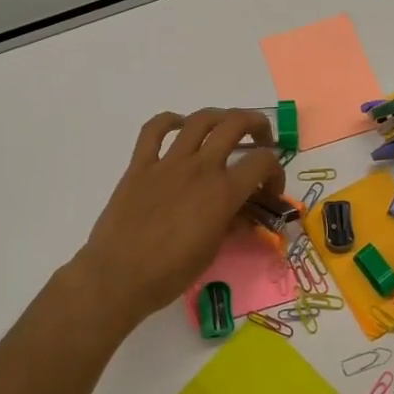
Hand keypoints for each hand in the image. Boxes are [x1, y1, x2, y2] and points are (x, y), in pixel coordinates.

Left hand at [70, 108, 284, 326]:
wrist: (118, 276)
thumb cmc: (169, 273)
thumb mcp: (213, 251)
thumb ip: (231, 224)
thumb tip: (242, 213)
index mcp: (222, 193)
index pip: (263, 162)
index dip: (275, 172)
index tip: (270, 190)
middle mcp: (199, 168)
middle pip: (235, 124)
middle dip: (257, 126)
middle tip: (261, 140)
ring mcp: (167, 163)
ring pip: (199, 120)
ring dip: (220, 117)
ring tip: (227, 127)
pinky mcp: (140, 165)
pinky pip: (153, 130)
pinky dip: (169, 121)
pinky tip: (179, 126)